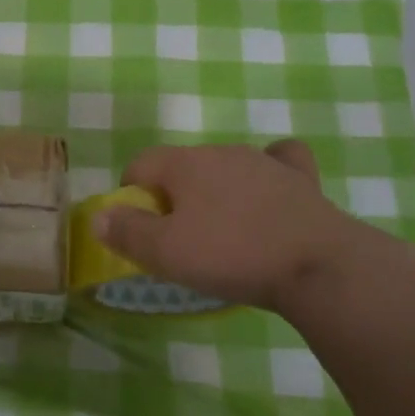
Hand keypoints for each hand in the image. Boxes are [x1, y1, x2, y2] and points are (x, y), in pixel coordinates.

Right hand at [93, 140, 368, 310]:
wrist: (315, 264)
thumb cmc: (231, 255)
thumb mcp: (166, 253)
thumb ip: (127, 232)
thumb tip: (100, 216)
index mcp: (185, 163)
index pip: (141, 164)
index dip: (130, 195)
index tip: (140, 231)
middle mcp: (221, 151)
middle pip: (182, 167)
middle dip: (173, 196)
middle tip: (180, 240)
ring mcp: (264, 161)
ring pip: (225, 167)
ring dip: (215, 192)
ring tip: (224, 232)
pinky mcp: (299, 178)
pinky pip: (278, 162)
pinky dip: (269, 173)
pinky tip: (270, 192)